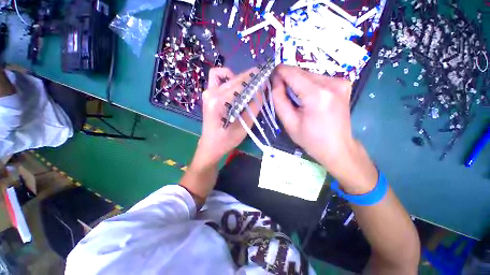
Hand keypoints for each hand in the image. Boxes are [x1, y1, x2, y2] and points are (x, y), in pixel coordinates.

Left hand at [196, 67, 260, 165]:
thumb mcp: (245, 125)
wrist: (211, 144)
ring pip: (227, 76)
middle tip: (262, 81)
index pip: (241, 84)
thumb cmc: (228, 139)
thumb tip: (262, 89)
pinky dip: (227, 77)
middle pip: (235, 79)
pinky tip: (234, 86)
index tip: (266, 79)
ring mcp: (207, 92)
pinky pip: (217, 77)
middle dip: (250, 78)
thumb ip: (254, 106)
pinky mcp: (208, 94)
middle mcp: (211, 93)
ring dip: (240, 78)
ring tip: (250, 86)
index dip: (255, 80)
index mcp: (219, 102)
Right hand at [272, 65, 376, 193]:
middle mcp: (332, 83)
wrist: (338, 148)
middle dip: (288, 79)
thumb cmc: (311, 139)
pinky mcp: (343, 84)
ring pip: (309, 74)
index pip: (293, 73)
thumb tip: (275, 81)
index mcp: (317, 95)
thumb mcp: (289, 123)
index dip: (279, 72)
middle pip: (301, 72)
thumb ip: (279, 100)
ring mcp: (340, 82)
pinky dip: (308, 85)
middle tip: (281, 93)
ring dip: (298, 83)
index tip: (271, 78)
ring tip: (295, 99)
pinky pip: (318, 79)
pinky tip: (307, 98)